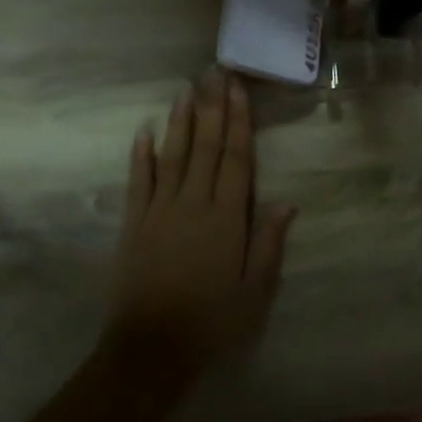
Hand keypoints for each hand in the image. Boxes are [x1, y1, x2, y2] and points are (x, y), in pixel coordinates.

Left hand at [103, 68, 295, 382]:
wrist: (151, 349)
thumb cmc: (211, 322)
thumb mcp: (254, 291)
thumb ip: (268, 244)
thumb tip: (287, 202)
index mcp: (226, 218)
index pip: (236, 159)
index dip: (239, 122)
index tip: (239, 90)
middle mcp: (193, 204)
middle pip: (205, 147)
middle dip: (212, 107)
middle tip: (214, 72)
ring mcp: (160, 210)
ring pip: (173, 155)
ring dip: (180, 120)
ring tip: (186, 88)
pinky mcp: (134, 223)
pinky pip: (138, 181)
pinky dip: (141, 155)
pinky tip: (144, 131)